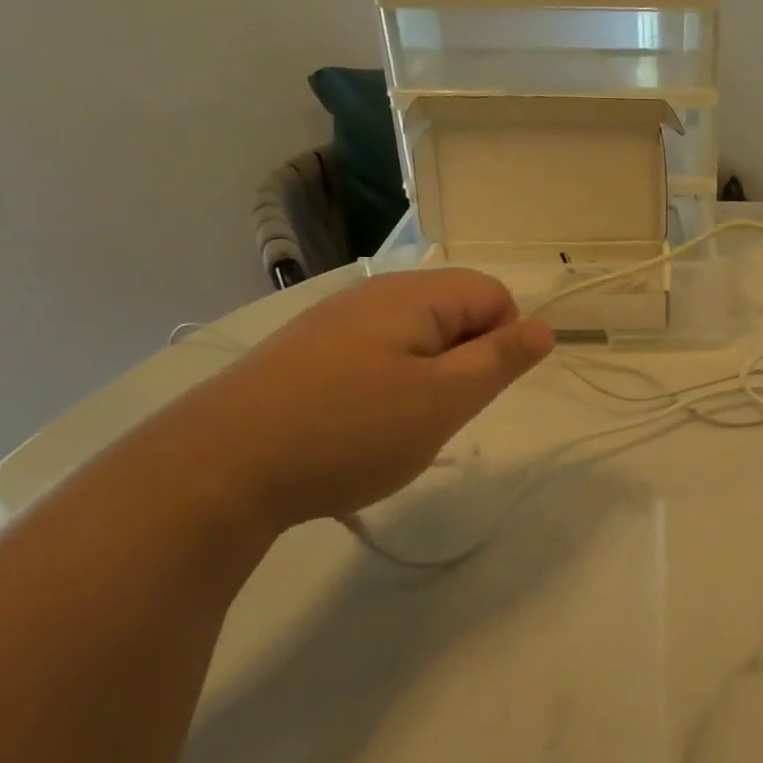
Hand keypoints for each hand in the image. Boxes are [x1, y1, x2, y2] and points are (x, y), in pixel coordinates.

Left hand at [197, 269, 554, 532]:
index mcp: (415, 295)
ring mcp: (334, 322)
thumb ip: (501, 359)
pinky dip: (385, 386)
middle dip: (464, 361)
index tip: (476, 391)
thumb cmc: (350, 430)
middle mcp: (375, 294)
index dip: (503, 341)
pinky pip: (374, 356)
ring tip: (398, 425)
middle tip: (439, 413)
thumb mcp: (445, 400)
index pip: (494, 295)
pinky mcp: (305, 353)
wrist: (216, 469)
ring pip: (414, 338)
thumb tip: (545, 326)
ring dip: (426, 378)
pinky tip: (356, 427)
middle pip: (454, 311)